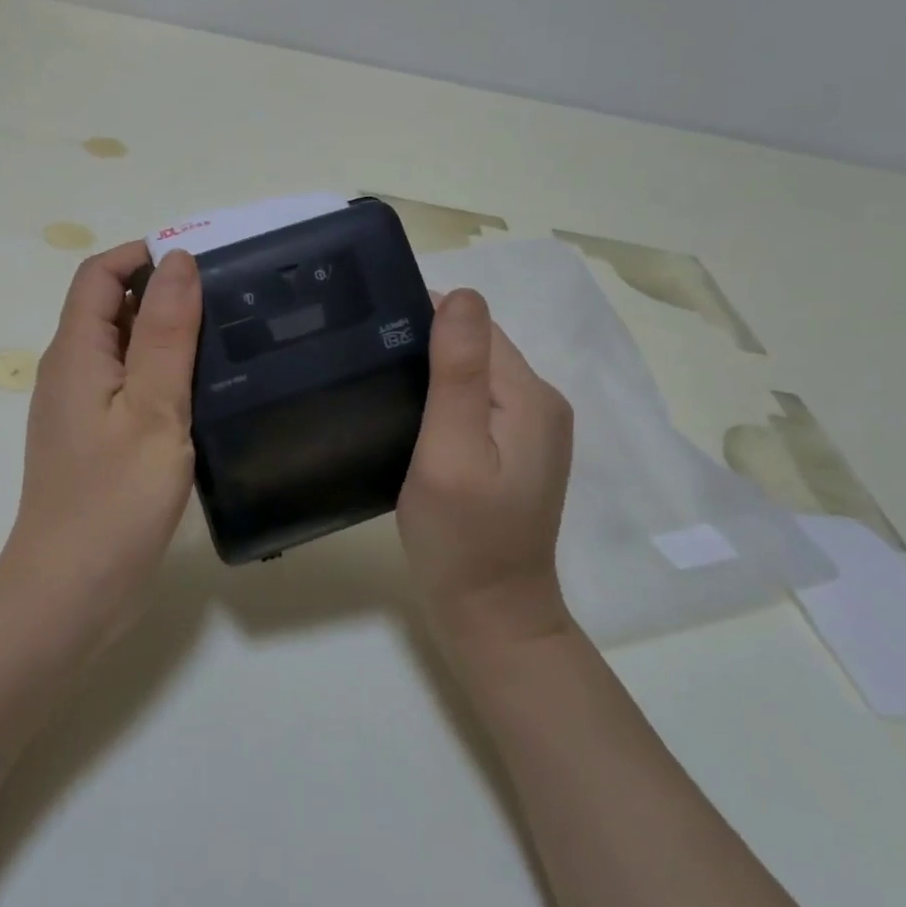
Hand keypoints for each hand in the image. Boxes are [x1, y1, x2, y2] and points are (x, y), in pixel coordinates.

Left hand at [0, 242, 202, 644]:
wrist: (71, 592)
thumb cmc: (114, 500)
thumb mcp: (152, 408)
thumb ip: (165, 332)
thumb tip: (176, 259)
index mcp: (75, 353)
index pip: (99, 274)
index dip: (142, 255)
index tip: (199, 263)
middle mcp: (70, 372)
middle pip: (109, 307)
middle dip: (161, 293)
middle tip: (225, 303)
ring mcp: (79, 409)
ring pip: (122, 349)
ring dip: (165, 336)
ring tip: (224, 343)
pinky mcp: (93, 440)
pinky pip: (126, 386)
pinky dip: (160, 376)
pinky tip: (200, 396)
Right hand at [397, 288, 575, 651]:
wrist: (490, 612)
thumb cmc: (463, 535)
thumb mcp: (452, 450)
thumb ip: (458, 373)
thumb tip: (461, 294)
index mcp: (531, 395)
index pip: (475, 327)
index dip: (423, 319)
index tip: (369, 331)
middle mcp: (541, 402)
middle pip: (476, 346)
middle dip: (425, 342)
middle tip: (364, 360)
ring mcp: (531, 428)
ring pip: (473, 373)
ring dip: (430, 369)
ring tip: (378, 382)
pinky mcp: (515, 450)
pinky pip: (474, 402)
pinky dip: (441, 397)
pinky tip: (409, 414)